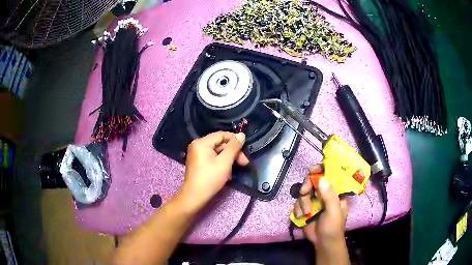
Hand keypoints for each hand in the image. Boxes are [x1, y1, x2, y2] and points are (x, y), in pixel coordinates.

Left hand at [179, 131, 248, 210]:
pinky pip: (213, 159)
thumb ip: (234, 147)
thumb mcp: (225, 162)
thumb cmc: (210, 178)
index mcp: (201, 143)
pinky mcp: (199, 163)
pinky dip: (221, 164)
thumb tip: (242, 134)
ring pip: (218, 152)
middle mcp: (198, 146)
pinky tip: (227, 174)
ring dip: (228, 160)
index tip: (245, 149)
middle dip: (233, 153)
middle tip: (244, 163)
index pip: (221, 135)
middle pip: (220, 144)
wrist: (195, 197)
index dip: (234, 140)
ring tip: (233, 172)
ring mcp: (197, 155)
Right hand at [293, 165, 348, 248]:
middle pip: (313, 181)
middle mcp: (325, 193)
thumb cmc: (333, 227)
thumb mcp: (334, 211)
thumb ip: (329, 195)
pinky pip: (297, 202)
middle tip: (304, 193)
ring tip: (306, 213)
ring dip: (302, 202)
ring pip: (304, 192)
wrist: (323, 243)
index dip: (321, 170)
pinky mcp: (306, 208)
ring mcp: (315, 201)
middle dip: (307, 187)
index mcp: (336, 192)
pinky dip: (297, 208)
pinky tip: (301, 216)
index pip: (330, 175)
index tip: (313, 170)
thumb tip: (320, 178)